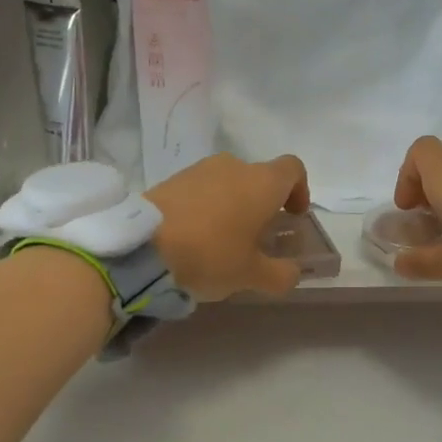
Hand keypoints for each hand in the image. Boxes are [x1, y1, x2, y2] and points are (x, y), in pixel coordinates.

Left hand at [149, 153, 311, 301]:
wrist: (142, 246)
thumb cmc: (210, 255)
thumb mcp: (252, 275)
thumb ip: (281, 274)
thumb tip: (293, 272)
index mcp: (262, 182)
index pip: (293, 169)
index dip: (299, 190)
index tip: (293, 216)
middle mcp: (234, 166)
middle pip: (259, 178)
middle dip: (263, 204)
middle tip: (257, 237)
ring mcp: (200, 169)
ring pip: (229, 182)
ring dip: (233, 205)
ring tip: (223, 240)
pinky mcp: (172, 179)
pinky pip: (201, 189)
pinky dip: (207, 207)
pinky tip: (195, 236)